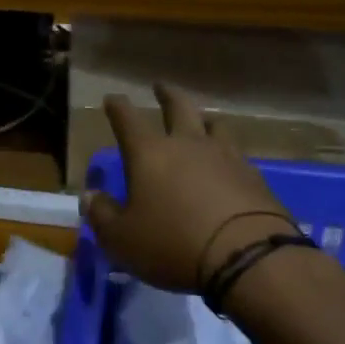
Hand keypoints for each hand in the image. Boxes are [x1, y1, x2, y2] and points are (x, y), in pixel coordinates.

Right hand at [82, 84, 290, 292]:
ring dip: (203, 119)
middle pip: (178, 107)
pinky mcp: (254, 177)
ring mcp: (226, 157)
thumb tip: (91, 196)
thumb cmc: (172, 243)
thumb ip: (102, 215)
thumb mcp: (121, 239)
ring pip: (214, 125)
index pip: (128, 120)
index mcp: (150, 154)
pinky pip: (236, 153)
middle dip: (166, 95)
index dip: (118, 108)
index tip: (112, 99)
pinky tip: (227, 162)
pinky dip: (226, 152)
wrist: (246, 257)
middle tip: (161, 86)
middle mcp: (188, 145)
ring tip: (200, 120)